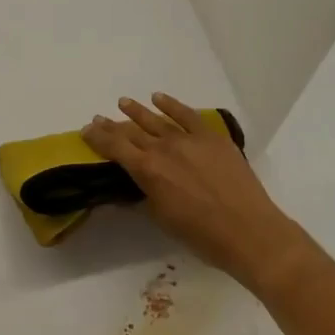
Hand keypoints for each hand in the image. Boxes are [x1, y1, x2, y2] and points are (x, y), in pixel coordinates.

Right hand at [83, 94, 319, 296]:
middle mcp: (164, 149)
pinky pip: (187, 115)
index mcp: (148, 171)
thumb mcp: (162, 219)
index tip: (86, 130)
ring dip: (137, 111)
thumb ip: (145, 196)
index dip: (98, 138)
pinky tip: (159, 99)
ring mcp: (189, 139)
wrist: (249, 231)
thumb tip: (133, 185)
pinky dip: (171, 105)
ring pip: (156, 119)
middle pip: (132, 132)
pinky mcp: (212, 136)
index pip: (115, 148)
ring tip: (123, 102)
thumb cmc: (202, 235)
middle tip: (99, 118)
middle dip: (113, 125)